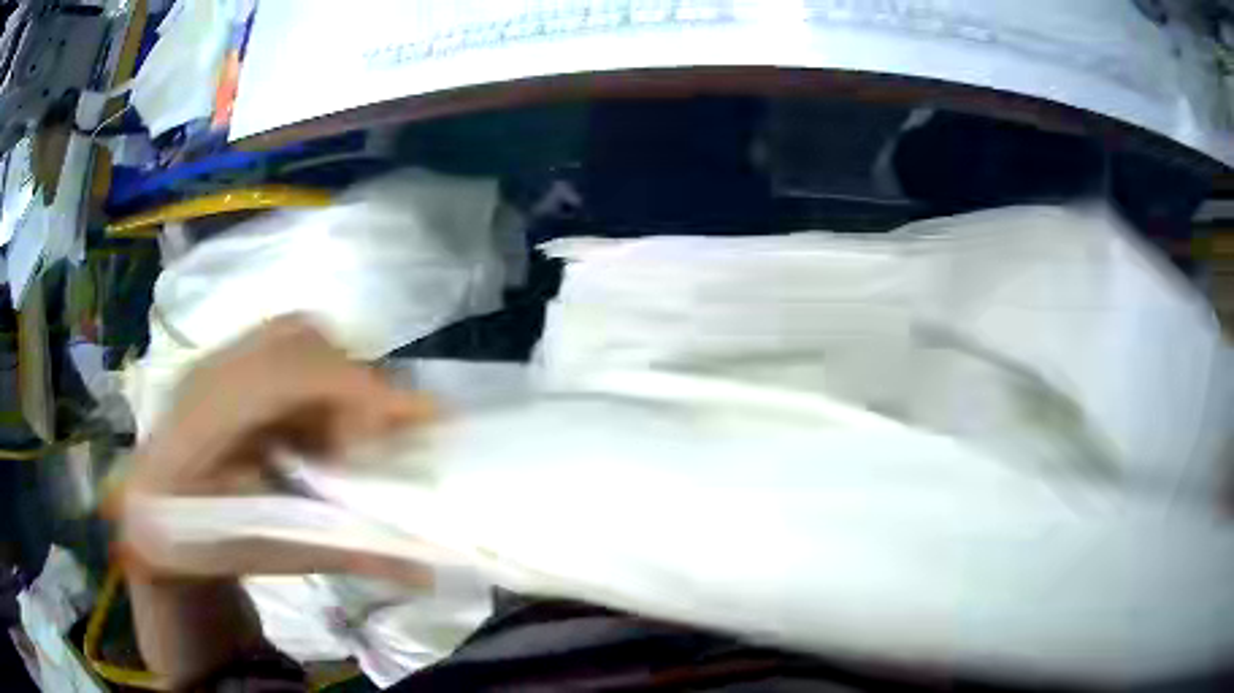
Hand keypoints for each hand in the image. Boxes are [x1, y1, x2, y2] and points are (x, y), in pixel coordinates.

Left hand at [118, 315, 434, 577]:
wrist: (147, 517)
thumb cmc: (198, 543)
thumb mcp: (266, 555)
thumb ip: (342, 554)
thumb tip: (427, 570)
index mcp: (207, 420)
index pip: (291, 373)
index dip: (359, 387)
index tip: (419, 418)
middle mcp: (210, 372)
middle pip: (300, 337)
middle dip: (353, 380)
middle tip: (375, 438)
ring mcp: (214, 361)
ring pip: (293, 338)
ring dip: (333, 381)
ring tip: (341, 440)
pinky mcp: (222, 365)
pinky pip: (283, 353)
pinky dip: (313, 387)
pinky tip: (311, 435)